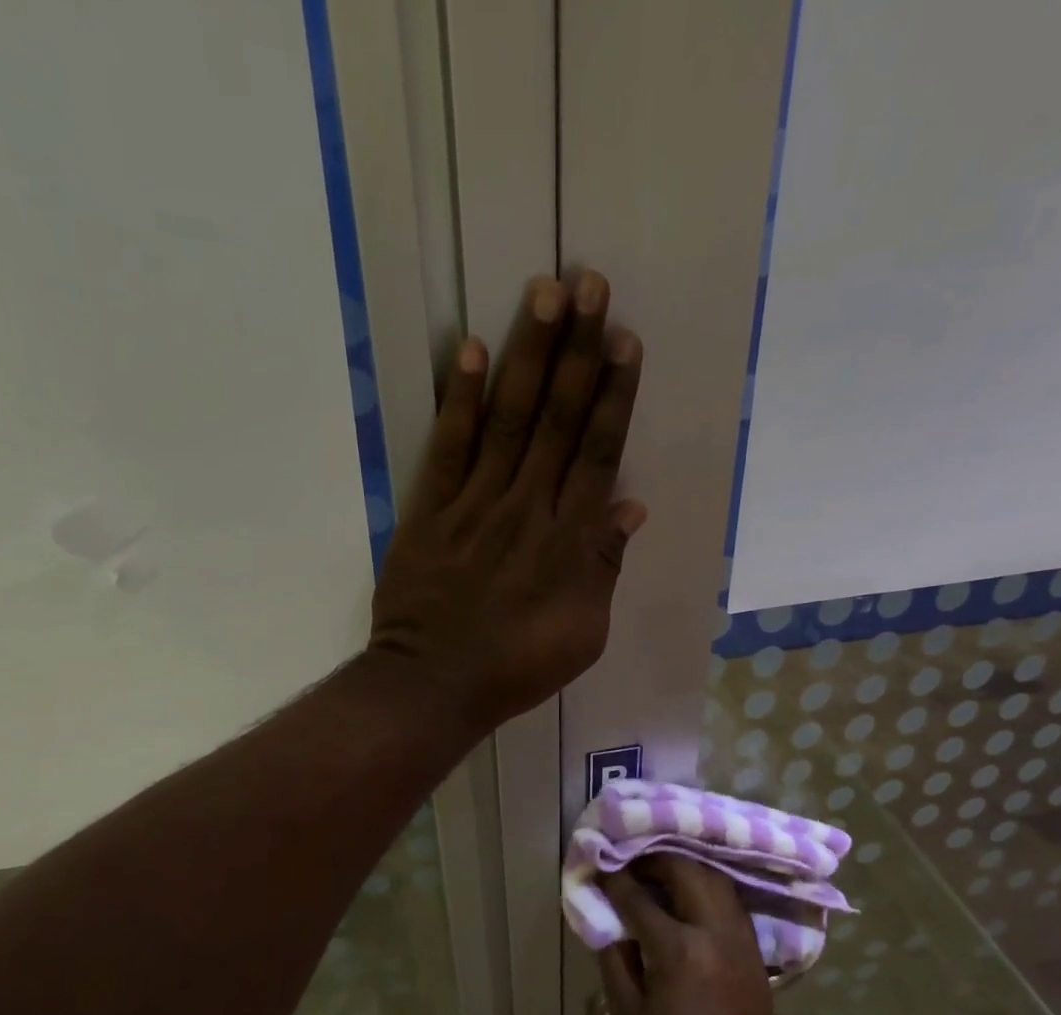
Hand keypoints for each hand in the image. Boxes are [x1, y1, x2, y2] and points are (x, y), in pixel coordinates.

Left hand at [370, 273, 646, 730]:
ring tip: (544, 293)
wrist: (435, 685)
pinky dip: (460, 401)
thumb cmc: (517, 666)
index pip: (597, 453)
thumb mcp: (583, 633)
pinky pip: (448, 449)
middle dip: (577, 351)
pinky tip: (470, 351)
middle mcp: (527, 508)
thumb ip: (604, 567)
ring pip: (508, 420)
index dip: (612, 396)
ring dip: (527, 355)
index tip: (624, 341)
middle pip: (557, 420)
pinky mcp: (430, 513)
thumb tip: (630, 507)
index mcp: (569, 541)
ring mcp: (475, 506)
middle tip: (590, 283)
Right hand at [597, 856, 779, 1014]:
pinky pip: (729, 900)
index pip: (639, 898)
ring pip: (715, 878)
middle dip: (655, 860)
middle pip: (686, 871)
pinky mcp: (753, 947)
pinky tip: (689, 896)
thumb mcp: (626, 1011)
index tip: (600, 869)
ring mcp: (740, 936)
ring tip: (660, 874)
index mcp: (677, 949)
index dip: (615, 880)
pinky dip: (706, 887)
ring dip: (685, 868)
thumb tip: (608, 920)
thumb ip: (614, 958)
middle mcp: (713, 931)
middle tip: (632, 864)